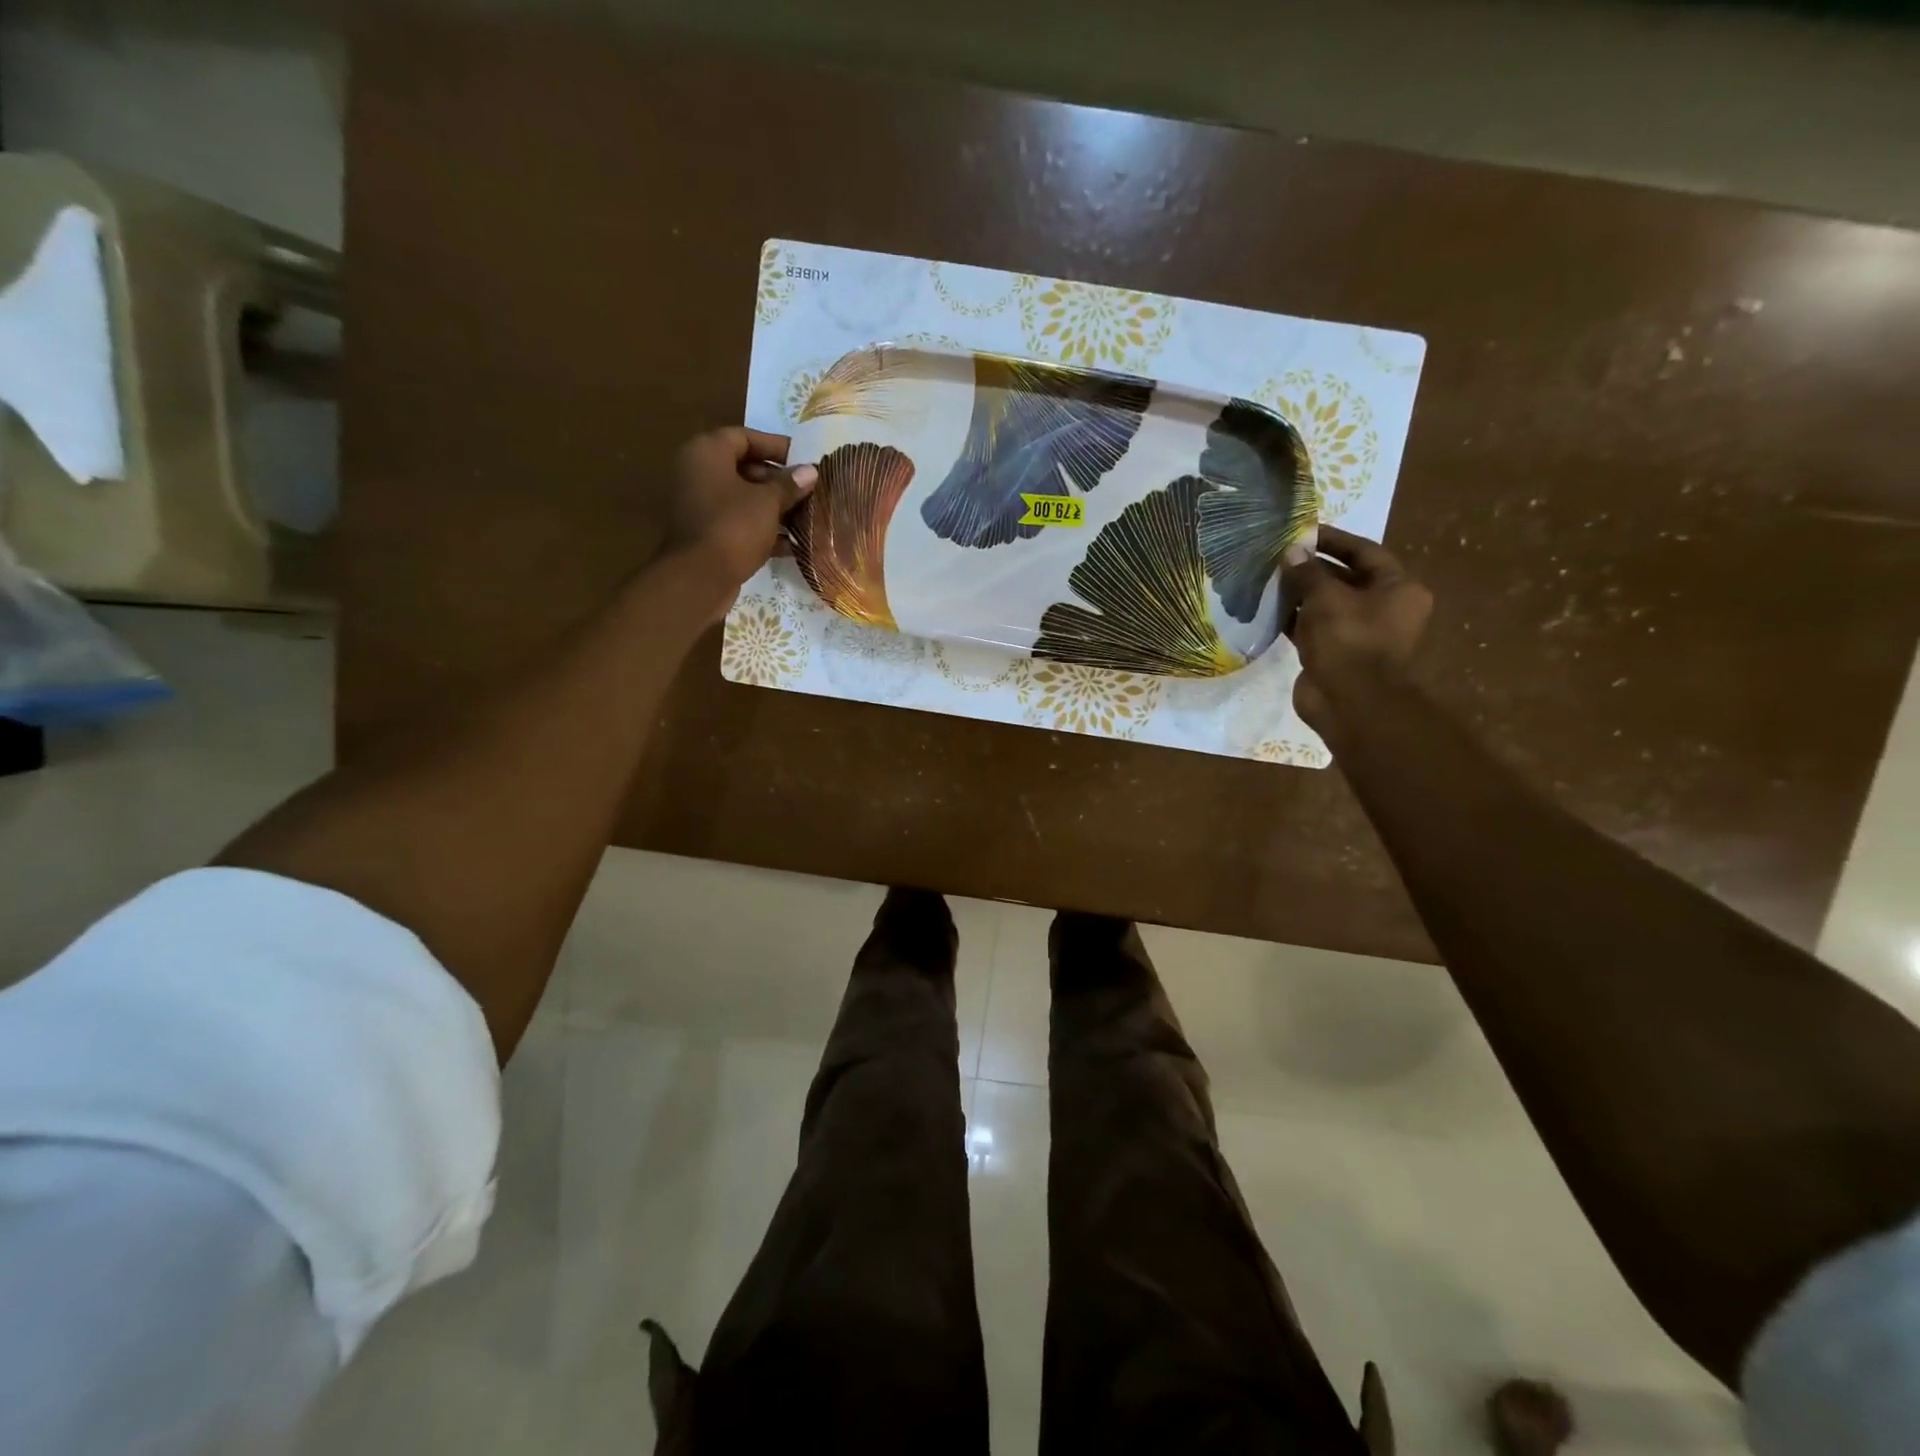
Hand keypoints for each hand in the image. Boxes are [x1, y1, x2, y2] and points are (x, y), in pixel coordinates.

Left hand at [663, 427, 816, 614]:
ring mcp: (701, 505)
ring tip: (806, 515)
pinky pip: (739, 522)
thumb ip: (790, 485)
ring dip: (773, 506)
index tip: (804, 459)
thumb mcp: (768, 502)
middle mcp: (699, 473)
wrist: (699, 577)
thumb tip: (811, 471)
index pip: (745, 437)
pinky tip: (791, 543)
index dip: (776, 446)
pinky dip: (762, 529)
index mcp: (708, 452)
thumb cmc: (733, 526)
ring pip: (743, 498)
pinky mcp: (707, 533)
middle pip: (744, 468)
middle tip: (808, 491)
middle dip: (778, 480)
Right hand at [1280, 526, 1431, 735]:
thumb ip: (1307, 573)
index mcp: (1398, 588)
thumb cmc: (1349, 641)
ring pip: (1327, 605)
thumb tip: (1290, 552)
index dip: (1333, 540)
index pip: (1365, 552)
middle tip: (1278, 557)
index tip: (1303, 531)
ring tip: (1268, 580)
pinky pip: (1314, 629)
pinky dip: (1294, 619)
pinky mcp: (1335, 654)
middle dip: (1312, 568)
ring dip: (1300, 594)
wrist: (1351, 703)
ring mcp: (1359, 634)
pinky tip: (1269, 609)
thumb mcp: (1326, 598)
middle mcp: (1384, 608)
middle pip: (1345, 578)